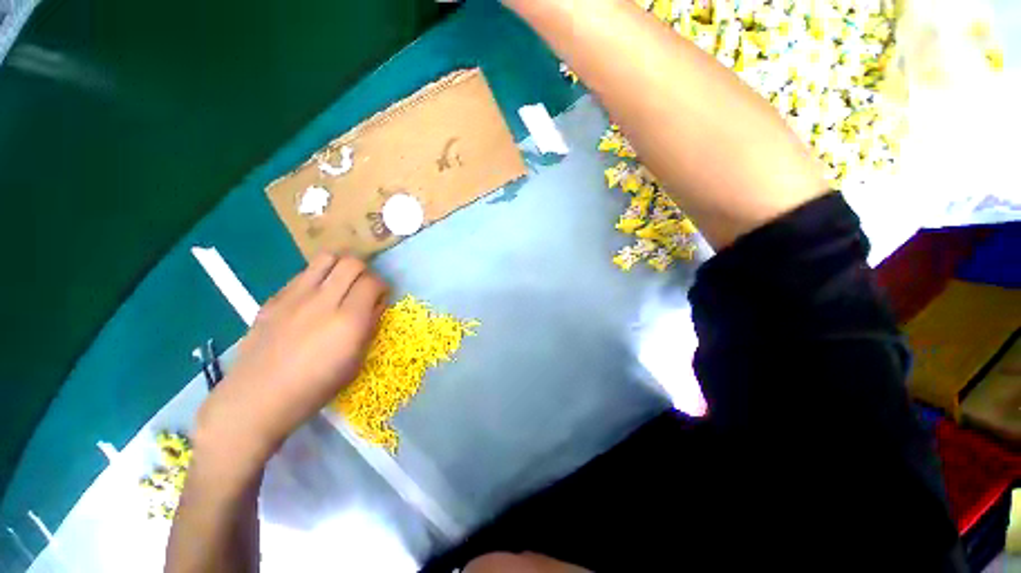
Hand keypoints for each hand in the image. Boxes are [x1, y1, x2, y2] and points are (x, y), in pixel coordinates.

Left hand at [195, 253, 388, 465]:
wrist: (257, 399)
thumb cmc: (315, 388)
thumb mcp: (355, 362)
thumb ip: (369, 326)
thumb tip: (375, 304)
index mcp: (348, 321)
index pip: (372, 282)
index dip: (382, 287)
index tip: (380, 298)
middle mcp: (323, 301)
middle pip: (352, 263)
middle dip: (365, 272)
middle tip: (363, 288)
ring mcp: (295, 297)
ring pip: (326, 258)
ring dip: (341, 266)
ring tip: (341, 283)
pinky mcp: (274, 298)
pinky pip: (304, 273)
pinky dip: (318, 277)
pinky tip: (315, 297)